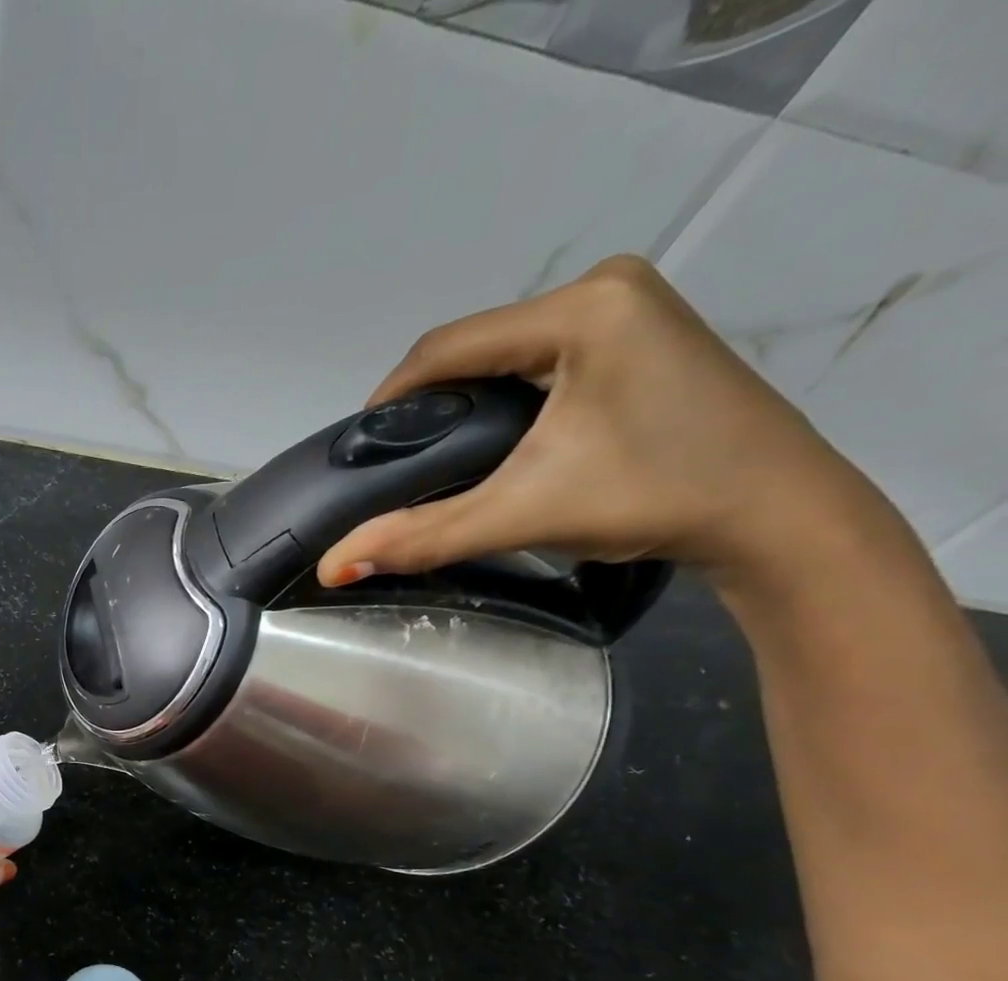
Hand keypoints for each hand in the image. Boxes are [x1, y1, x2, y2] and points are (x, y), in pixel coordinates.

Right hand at [315, 256, 894, 593]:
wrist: (775, 514)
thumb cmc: (652, 499)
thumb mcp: (522, 514)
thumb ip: (419, 537)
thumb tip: (331, 568)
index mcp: (581, 309)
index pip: (446, 346)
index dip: (389, 398)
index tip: (360, 451)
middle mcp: (605, 287)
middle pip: (476, 345)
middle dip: (428, 402)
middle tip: (399, 462)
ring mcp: (631, 304)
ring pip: (506, 350)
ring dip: (464, 399)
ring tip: (440, 457)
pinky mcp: (643, 330)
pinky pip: (541, 355)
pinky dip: (505, 394)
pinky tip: (498, 438)